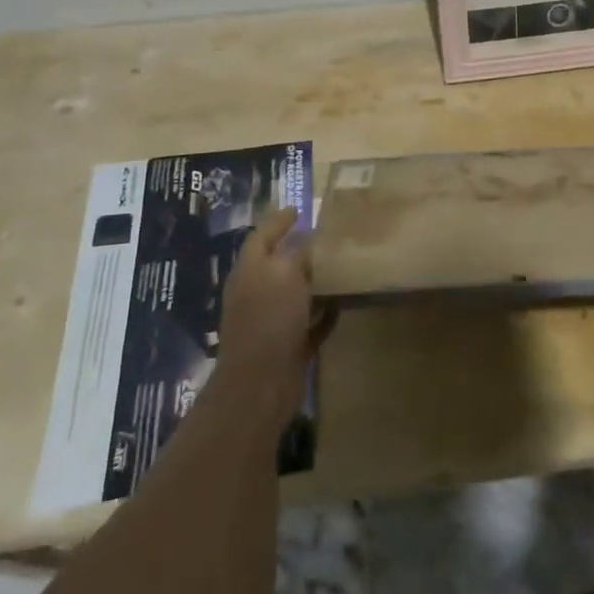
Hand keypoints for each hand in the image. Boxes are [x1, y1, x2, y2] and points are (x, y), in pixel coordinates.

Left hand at [214, 208, 335, 423]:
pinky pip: (308, 322)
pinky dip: (323, 313)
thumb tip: (310, 241)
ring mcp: (270, 321)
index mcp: (250, 270)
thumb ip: (299, 253)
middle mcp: (256, 292)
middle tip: (327, 235)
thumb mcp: (286, 273)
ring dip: (314, 281)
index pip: (262, 235)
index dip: (278, 220)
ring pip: (294, 293)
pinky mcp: (287, 346)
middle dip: (299, 249)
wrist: (261, 384)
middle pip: (278, 263)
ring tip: (341, 265)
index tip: (299, 209)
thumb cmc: (270, 318)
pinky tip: (343, 304)